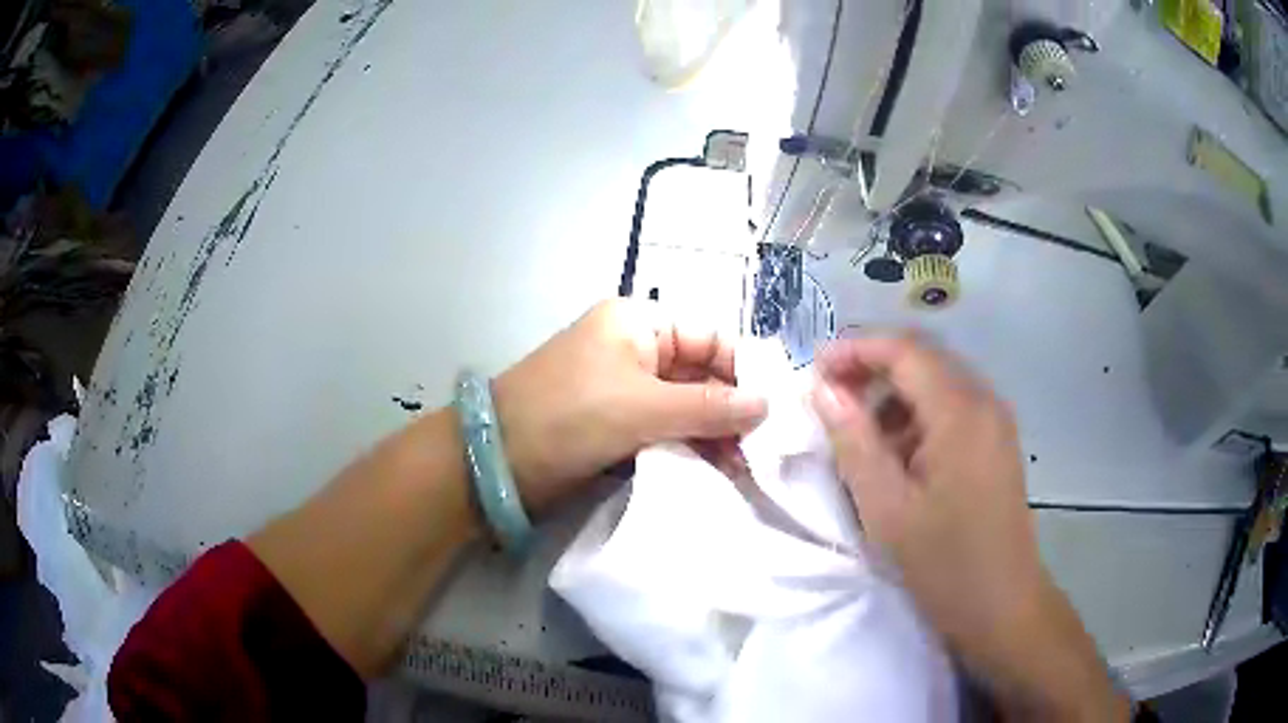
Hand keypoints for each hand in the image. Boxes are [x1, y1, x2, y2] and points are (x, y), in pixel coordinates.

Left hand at [493, 299, 767, 514]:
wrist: (498, 461)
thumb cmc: (571, 415)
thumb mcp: (643, 407)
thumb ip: (709, 407)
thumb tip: (767, 405)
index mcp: (639, 323)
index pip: (711, 337)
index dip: (744, 370)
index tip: (775, 411)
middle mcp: (636, 349)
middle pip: (702, 374)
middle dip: (732, 410)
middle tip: (763, 451)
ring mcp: (626, 389)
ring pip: (687, 406)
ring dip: (714, 435)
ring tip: (746, 470)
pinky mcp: (618, 424)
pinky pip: (666, 430)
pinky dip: (690, 448)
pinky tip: (717, 472)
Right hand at [811, 336, 1127, 719]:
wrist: (1003, 606)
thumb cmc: (945, 563)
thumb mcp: (888, 509)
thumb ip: (854, 442)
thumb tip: (823, 390)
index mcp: (960, 412)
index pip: (904, 351)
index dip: (855, 349)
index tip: (814, 369)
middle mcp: (984, 402)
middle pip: (923, 360)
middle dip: (872, 370)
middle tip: (828, 397)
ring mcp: (995, 422)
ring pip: (937, 385)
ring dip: (893, 397)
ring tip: (857, 434)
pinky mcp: (996, 444)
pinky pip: (951, 411)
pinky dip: (916, 420)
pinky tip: (896, 457)